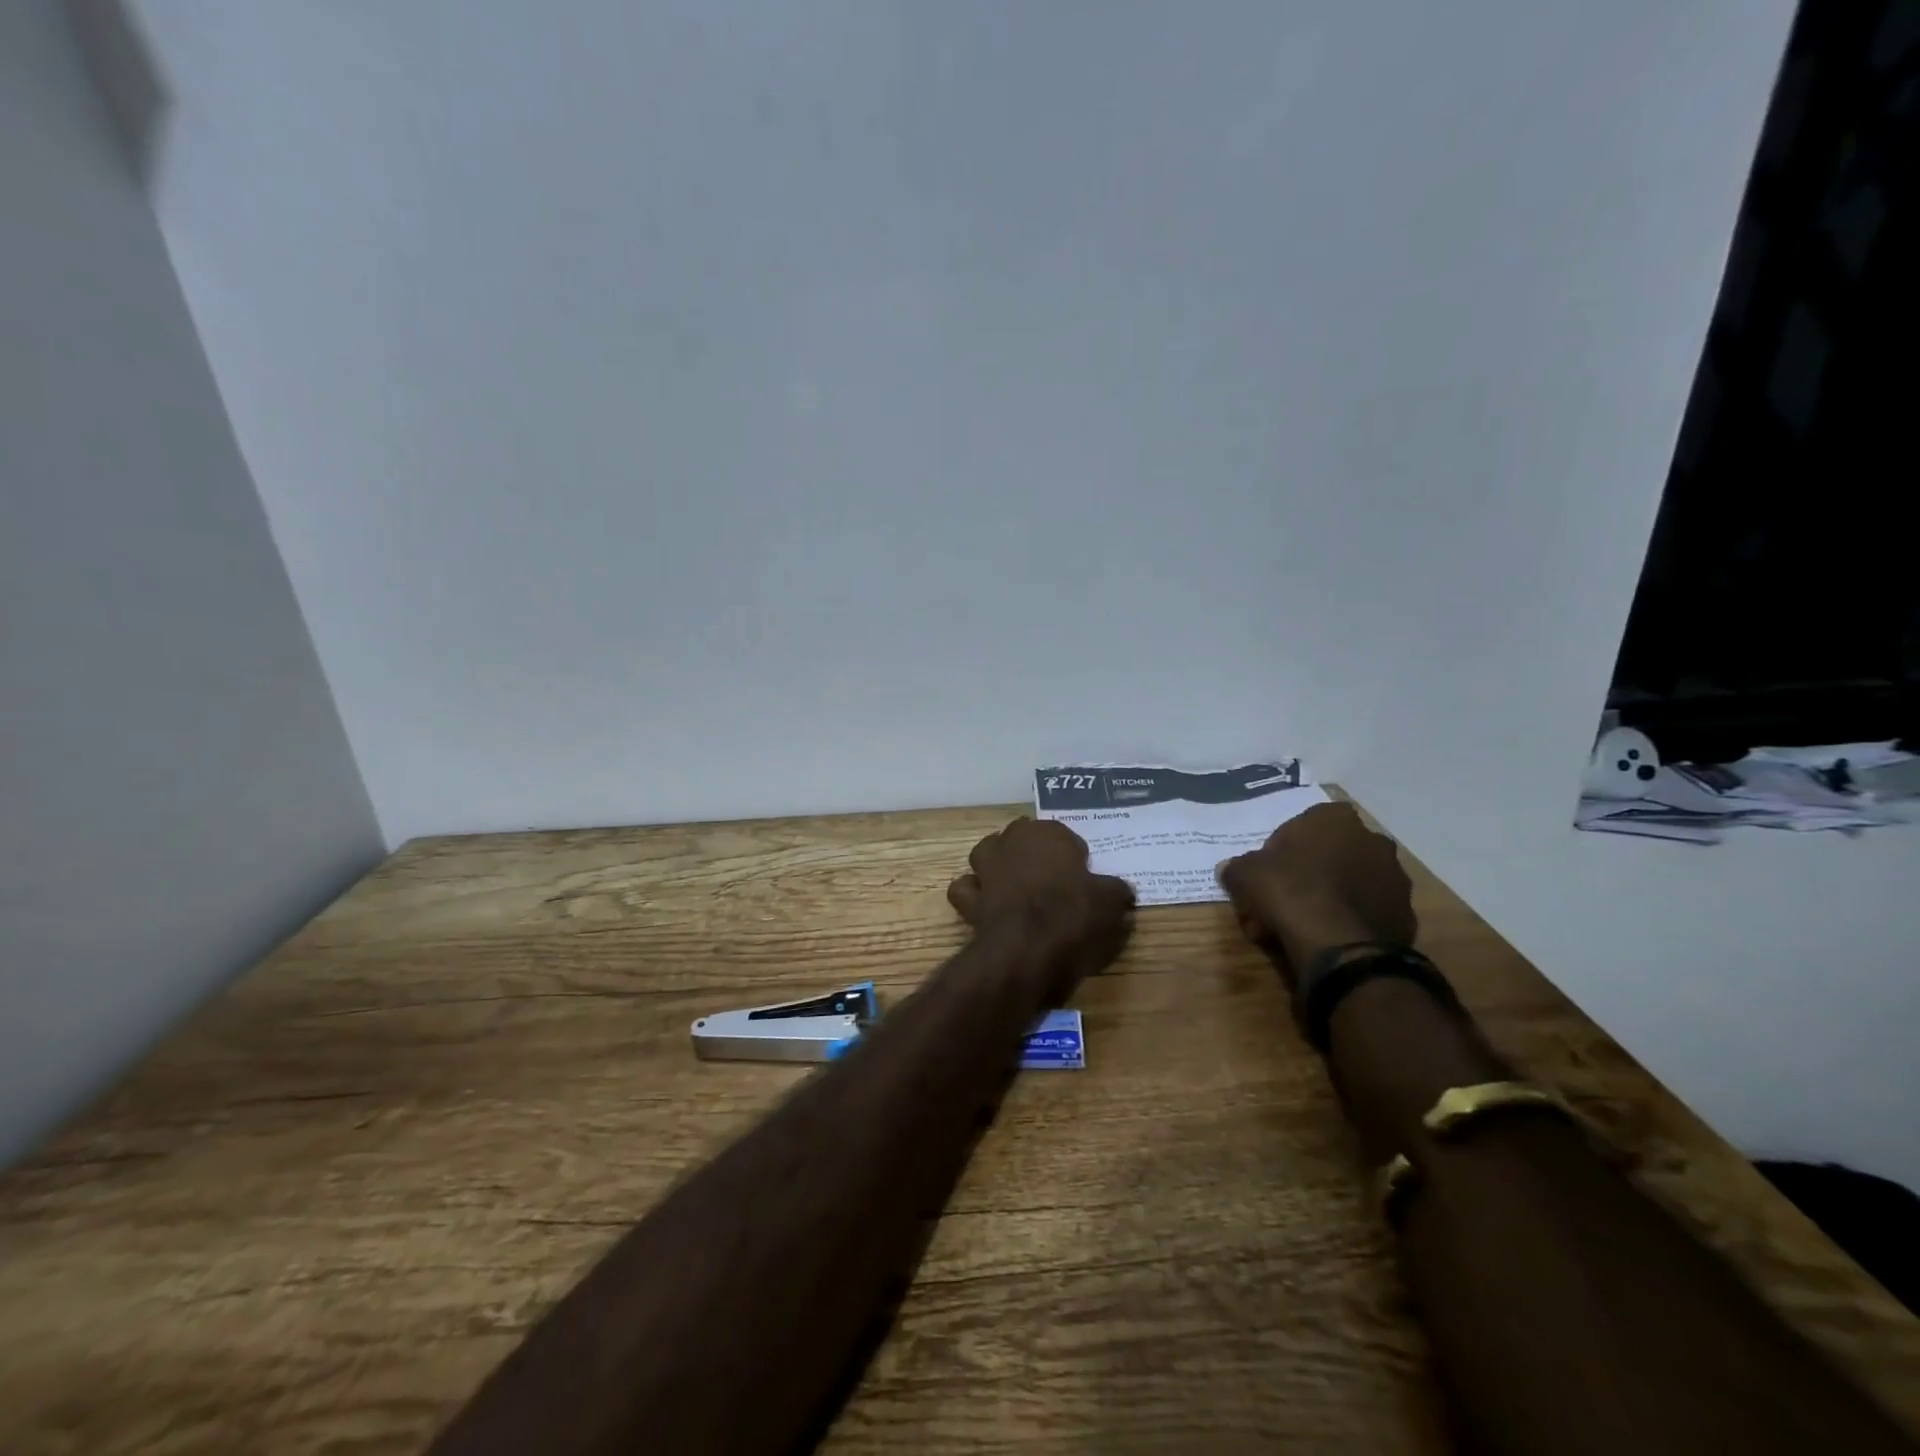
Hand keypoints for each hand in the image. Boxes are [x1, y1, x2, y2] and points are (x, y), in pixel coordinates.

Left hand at [947, 818, 1135, 1001]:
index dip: (1072, 855)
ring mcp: (986, 868)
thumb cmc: (1074, 915)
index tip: (1082, 877)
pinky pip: (966, 889)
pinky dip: (973, 893)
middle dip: (1031, 851)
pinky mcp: (970, 897)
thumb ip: (1117, 891)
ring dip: (997, 863)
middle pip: (1021, 837)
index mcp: (1048, 833)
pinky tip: (987, 904)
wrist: (1028, 948)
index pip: (1062, 834)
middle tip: (1050, 879)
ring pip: (987, 852)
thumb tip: (1123, 892)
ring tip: (1014, 884)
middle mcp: (1012, 841)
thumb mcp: (1111, 901)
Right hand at [1216, 802, 1415, 986]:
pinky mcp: (1405, 914)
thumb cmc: (1289, 892)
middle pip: (1328, 855)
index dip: (1281, 850)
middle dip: (1305, 876)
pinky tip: (1324, 940)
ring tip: (1298, 928)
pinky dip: (1346, 922)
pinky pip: (1364, 912)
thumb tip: (1232, 870)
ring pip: (1347, 884)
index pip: (1303, 824)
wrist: (1339, 946)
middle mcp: (1372, 840)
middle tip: (1279, 903)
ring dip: (1325, 899)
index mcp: (1335, 819)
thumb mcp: (1245, 874)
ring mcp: (1394, 878)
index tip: (1267, 874)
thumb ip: (1239, 867)